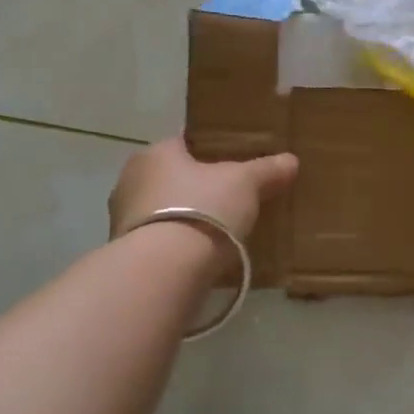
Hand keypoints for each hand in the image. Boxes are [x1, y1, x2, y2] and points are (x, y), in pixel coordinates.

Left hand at [108, 138, 298, 246]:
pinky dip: (173, 246)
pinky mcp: (124, 253)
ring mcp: (122, 217)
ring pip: (161, 210)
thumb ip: (266, 171)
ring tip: (214, 233)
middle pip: (171, 178)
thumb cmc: (203, 209)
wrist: (164, 269)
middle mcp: (131, 178)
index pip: (185, 143)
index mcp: (157, 152)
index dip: (210, 152)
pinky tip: (195, 258)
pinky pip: (156, 241)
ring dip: (181, 219)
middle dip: (195, 188)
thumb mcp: (244, 184)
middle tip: (228, 201)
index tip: (232, 166)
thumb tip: (291, 160)